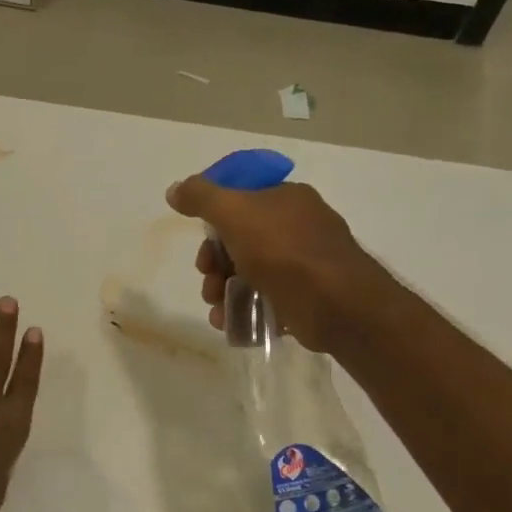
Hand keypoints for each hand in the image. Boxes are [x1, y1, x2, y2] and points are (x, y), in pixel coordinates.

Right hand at [164, 176, 383, 351]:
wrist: (336, 304)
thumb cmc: (284, 251)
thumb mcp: (235, 213)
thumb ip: (201, 198)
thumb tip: (174, 189)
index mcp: (286, 198)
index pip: (241, 200)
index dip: (214, 220)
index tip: (201, 240)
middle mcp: (297, 227)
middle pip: (240, 240)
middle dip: (214, 262)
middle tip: (206, 277)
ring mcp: (302, 264)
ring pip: (248, 273)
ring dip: (222, 289)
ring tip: (215, 306)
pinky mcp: (303, 298)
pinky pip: (263, 300)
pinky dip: (241, 310)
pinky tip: (227, 321)